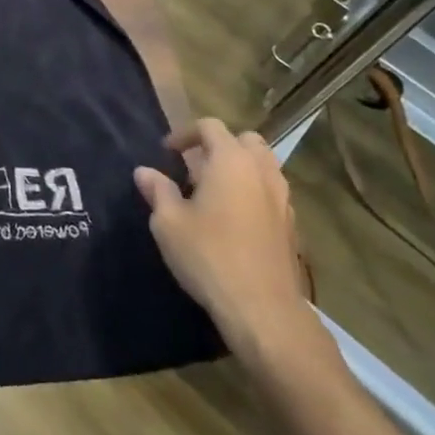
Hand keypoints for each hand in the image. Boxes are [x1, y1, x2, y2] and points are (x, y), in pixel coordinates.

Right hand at [134, 118, 311, 364]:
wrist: (261, 308)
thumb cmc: (208, 255)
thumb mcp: (168, 222)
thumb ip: (157, 191)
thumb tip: (144, 171)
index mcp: (231, 161)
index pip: (210, 126)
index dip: (185, 134)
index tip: (166, 154)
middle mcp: (262, 172)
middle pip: (245, 140)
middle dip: (219, 147)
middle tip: (194, 169)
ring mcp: (282, 198)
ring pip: (262, 166)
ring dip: (238, 169)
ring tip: (211, 194)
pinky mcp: (291, 225)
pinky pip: (270, 192)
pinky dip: (252, 192)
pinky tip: (231, 220)